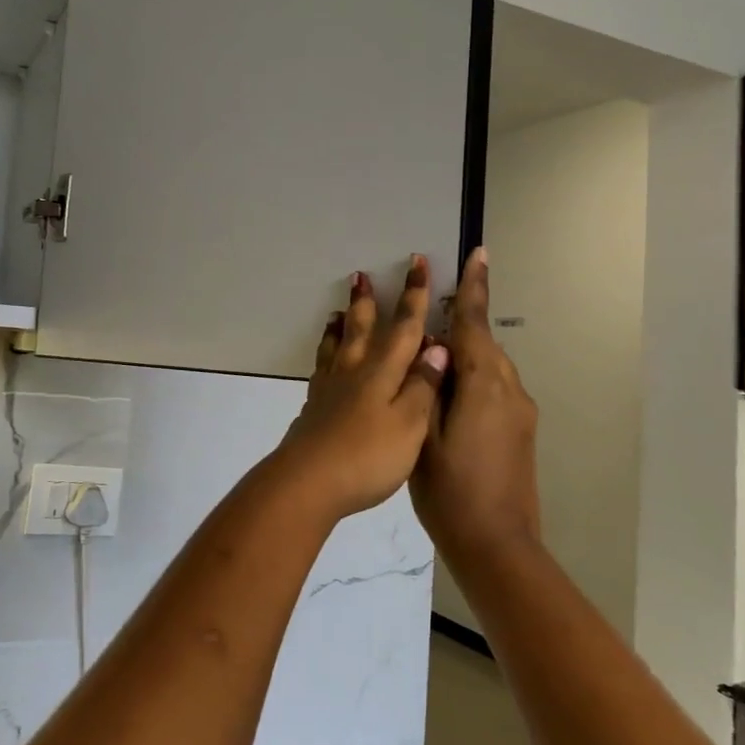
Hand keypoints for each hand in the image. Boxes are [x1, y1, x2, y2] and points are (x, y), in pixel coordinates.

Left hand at [273, 256, 450, 520]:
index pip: (403, 326)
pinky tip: (326, 359)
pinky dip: (325, 353)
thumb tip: (437, 347)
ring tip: (339, 309)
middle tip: (361, 274)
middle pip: (361, 328)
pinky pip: (321, 367)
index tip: (417, 263)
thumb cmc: (367, 456)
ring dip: (341, 323)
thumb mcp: (410, 424)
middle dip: (367, 301)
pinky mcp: (314, 407)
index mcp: (382, 372)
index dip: (413, 295)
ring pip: (337, 345)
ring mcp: (329, 388)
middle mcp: (354, 371)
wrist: (308, 481)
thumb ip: (423, 386)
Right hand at [412, 248, 541, 557]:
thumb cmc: (450, 491)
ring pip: (490, 366)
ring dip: (465, 353)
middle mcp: (510, 390)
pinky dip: (473, 378)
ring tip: (431, 356)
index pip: (476, 324)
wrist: (497, 545)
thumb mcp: (422, 435)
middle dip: (462, 322)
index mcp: (484, 385)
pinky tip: (447, 395)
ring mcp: (520, 412)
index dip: (473, 289)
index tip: (479, 254)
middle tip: (431, 310)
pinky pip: (495, 388)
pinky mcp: (521, 430)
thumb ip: (427, 386)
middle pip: (484, 343)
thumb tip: (434, 349)